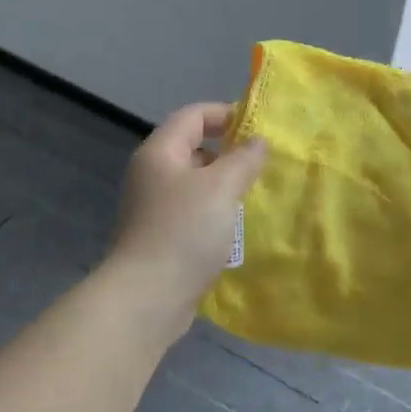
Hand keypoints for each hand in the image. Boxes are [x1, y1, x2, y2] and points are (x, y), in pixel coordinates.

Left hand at [107, 102, 268, 332]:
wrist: (148, 297)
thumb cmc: (184, 232)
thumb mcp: (221, 188)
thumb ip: (244, 159)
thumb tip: (257, 141)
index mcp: (159, 153)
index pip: (192, 115)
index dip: (225, 114)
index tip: (258, 127)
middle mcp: (152, 174)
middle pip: (192, 148)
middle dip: (228, 152)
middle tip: (262, 164)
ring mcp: (154, 207)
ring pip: (195, 183)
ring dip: (224, 185)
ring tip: (254, 194)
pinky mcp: (161, 236)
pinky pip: (193, 212)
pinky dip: (215, 211)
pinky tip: (236, 226)